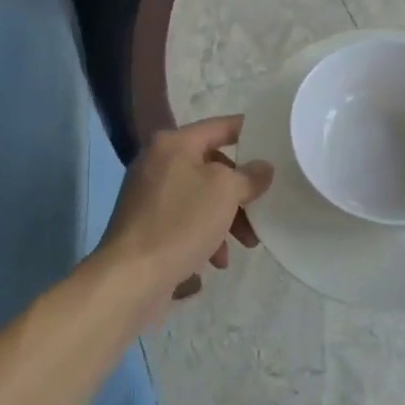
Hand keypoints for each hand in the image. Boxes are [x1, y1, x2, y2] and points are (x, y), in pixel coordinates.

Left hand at [98, 117, 272, 313]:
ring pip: (201, 197)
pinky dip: (205, 235)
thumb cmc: (180, 222)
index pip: (220, 126)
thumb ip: (249, 176)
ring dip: (227, 218)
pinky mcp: (146, 225)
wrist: (130, 278)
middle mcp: (157, 162)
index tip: (274, 141)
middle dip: (240, 191)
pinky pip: (185, 220)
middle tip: (261, 209)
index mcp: (173, 144)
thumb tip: (262, 168)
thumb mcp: (225, 191)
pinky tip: (216, 261)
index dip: (249, 131)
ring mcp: (149, 195)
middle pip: (213, 167)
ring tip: (246, 244)